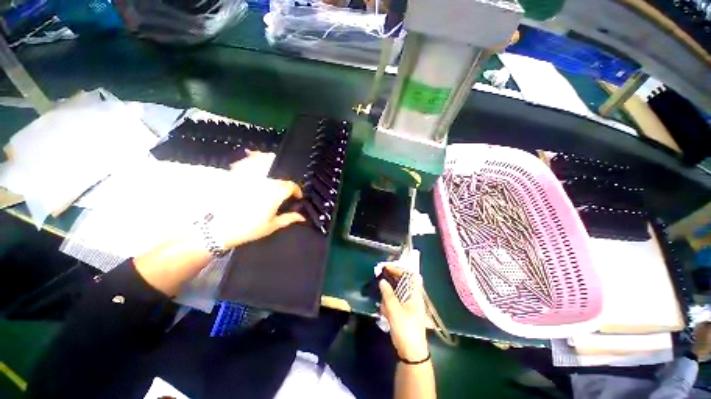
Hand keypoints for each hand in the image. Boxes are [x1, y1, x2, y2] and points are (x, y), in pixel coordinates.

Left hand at [134, 153, 304, 295]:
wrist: (221, 229)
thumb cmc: (251, 228)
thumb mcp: (273, 225)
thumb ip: (289, 218)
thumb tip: (302, 217)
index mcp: (275, 194)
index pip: (290, 186)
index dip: (297, 190)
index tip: (298, 197)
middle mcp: (265, 185)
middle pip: (280, 182)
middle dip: (286, 189)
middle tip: (287, 199)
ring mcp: (253, 184)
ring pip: (269, 181)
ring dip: (275, 187)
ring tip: (274, 198)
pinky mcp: (242, 185)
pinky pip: (257, 181)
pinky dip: (263, 186)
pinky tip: (260, 195)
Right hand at [379, 265, 428, 361]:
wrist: (411, 353)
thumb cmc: (405, 329)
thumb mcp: (394, 310)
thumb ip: (388, 294)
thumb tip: (382, 280)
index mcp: (415, 294)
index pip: (410, 275)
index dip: (399, 269)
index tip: (386, 268)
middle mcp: (413, 297)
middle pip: (403, 282)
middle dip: (391, 278)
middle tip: (379, 276)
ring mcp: (409, 306)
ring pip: (398, 292)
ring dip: (389, 292)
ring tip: (380, 294)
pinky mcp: (404, 313)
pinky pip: (395, 302)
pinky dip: (389, 302)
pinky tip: (383, 309)